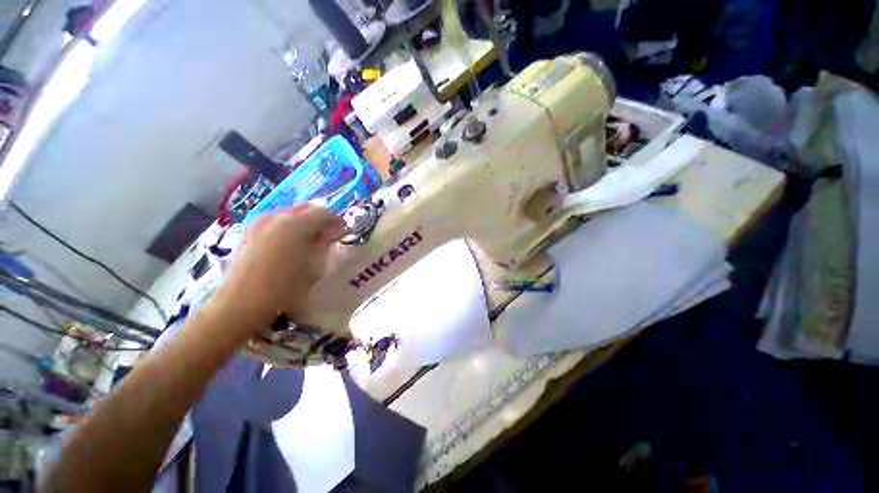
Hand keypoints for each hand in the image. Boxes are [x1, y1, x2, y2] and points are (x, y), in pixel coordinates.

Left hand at [210, 205, 346, 334]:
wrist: (241, 304)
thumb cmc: (283, 288)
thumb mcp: (313, 266)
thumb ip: (324, 244)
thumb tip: (334, 232)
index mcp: (295, 224)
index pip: (323, 213)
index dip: (336, 220)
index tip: (344, 231)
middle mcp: (277, 216)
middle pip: (306, 208)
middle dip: (321, 218)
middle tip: (331, 233)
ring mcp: (261, 221)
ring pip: (291, 212)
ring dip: (306, 221)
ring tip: (313, 237)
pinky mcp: (251, 230)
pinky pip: (277, 219)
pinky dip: (290, 225)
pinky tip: (294, 240)